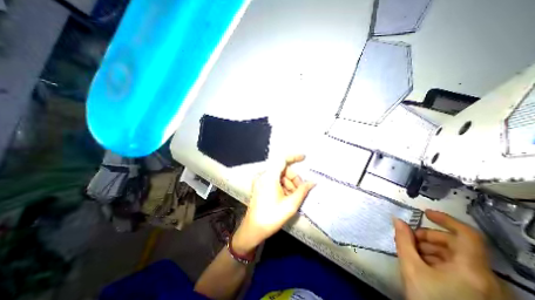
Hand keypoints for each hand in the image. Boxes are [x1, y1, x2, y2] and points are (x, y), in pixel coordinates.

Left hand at [233, 154, 313, 255]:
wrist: (253, 229)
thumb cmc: (272, 217)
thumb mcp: (290, 204)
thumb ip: (303, 190)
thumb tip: (313, 182)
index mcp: (269, 177)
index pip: (282, 159)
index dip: (294, 157)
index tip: (304, 158)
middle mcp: (263, 175)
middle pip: (282, 168)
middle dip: (293, 177)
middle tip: (301, 190)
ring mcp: (260, 180)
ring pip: (279, 175)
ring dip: (289, 183)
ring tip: (293, 196)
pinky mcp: (259, 185)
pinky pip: (274, 179)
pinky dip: (282, 185)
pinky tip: (286, 196)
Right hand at [394, 210, 510, 299]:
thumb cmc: (429, 299)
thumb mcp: (411, 268)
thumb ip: (403, 240)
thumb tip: (397, 220)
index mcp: (471, 270)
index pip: (467, 235)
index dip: (446, 219)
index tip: (425, 213)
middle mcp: (486, 277)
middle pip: (456, 244)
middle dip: (429, 237)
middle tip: (409, 239)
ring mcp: (486, 287)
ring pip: (456, 256)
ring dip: (431, 249)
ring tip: (413, 253)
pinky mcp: (481, 294)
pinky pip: (459, 267)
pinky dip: (439, 260)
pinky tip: (424, 265)